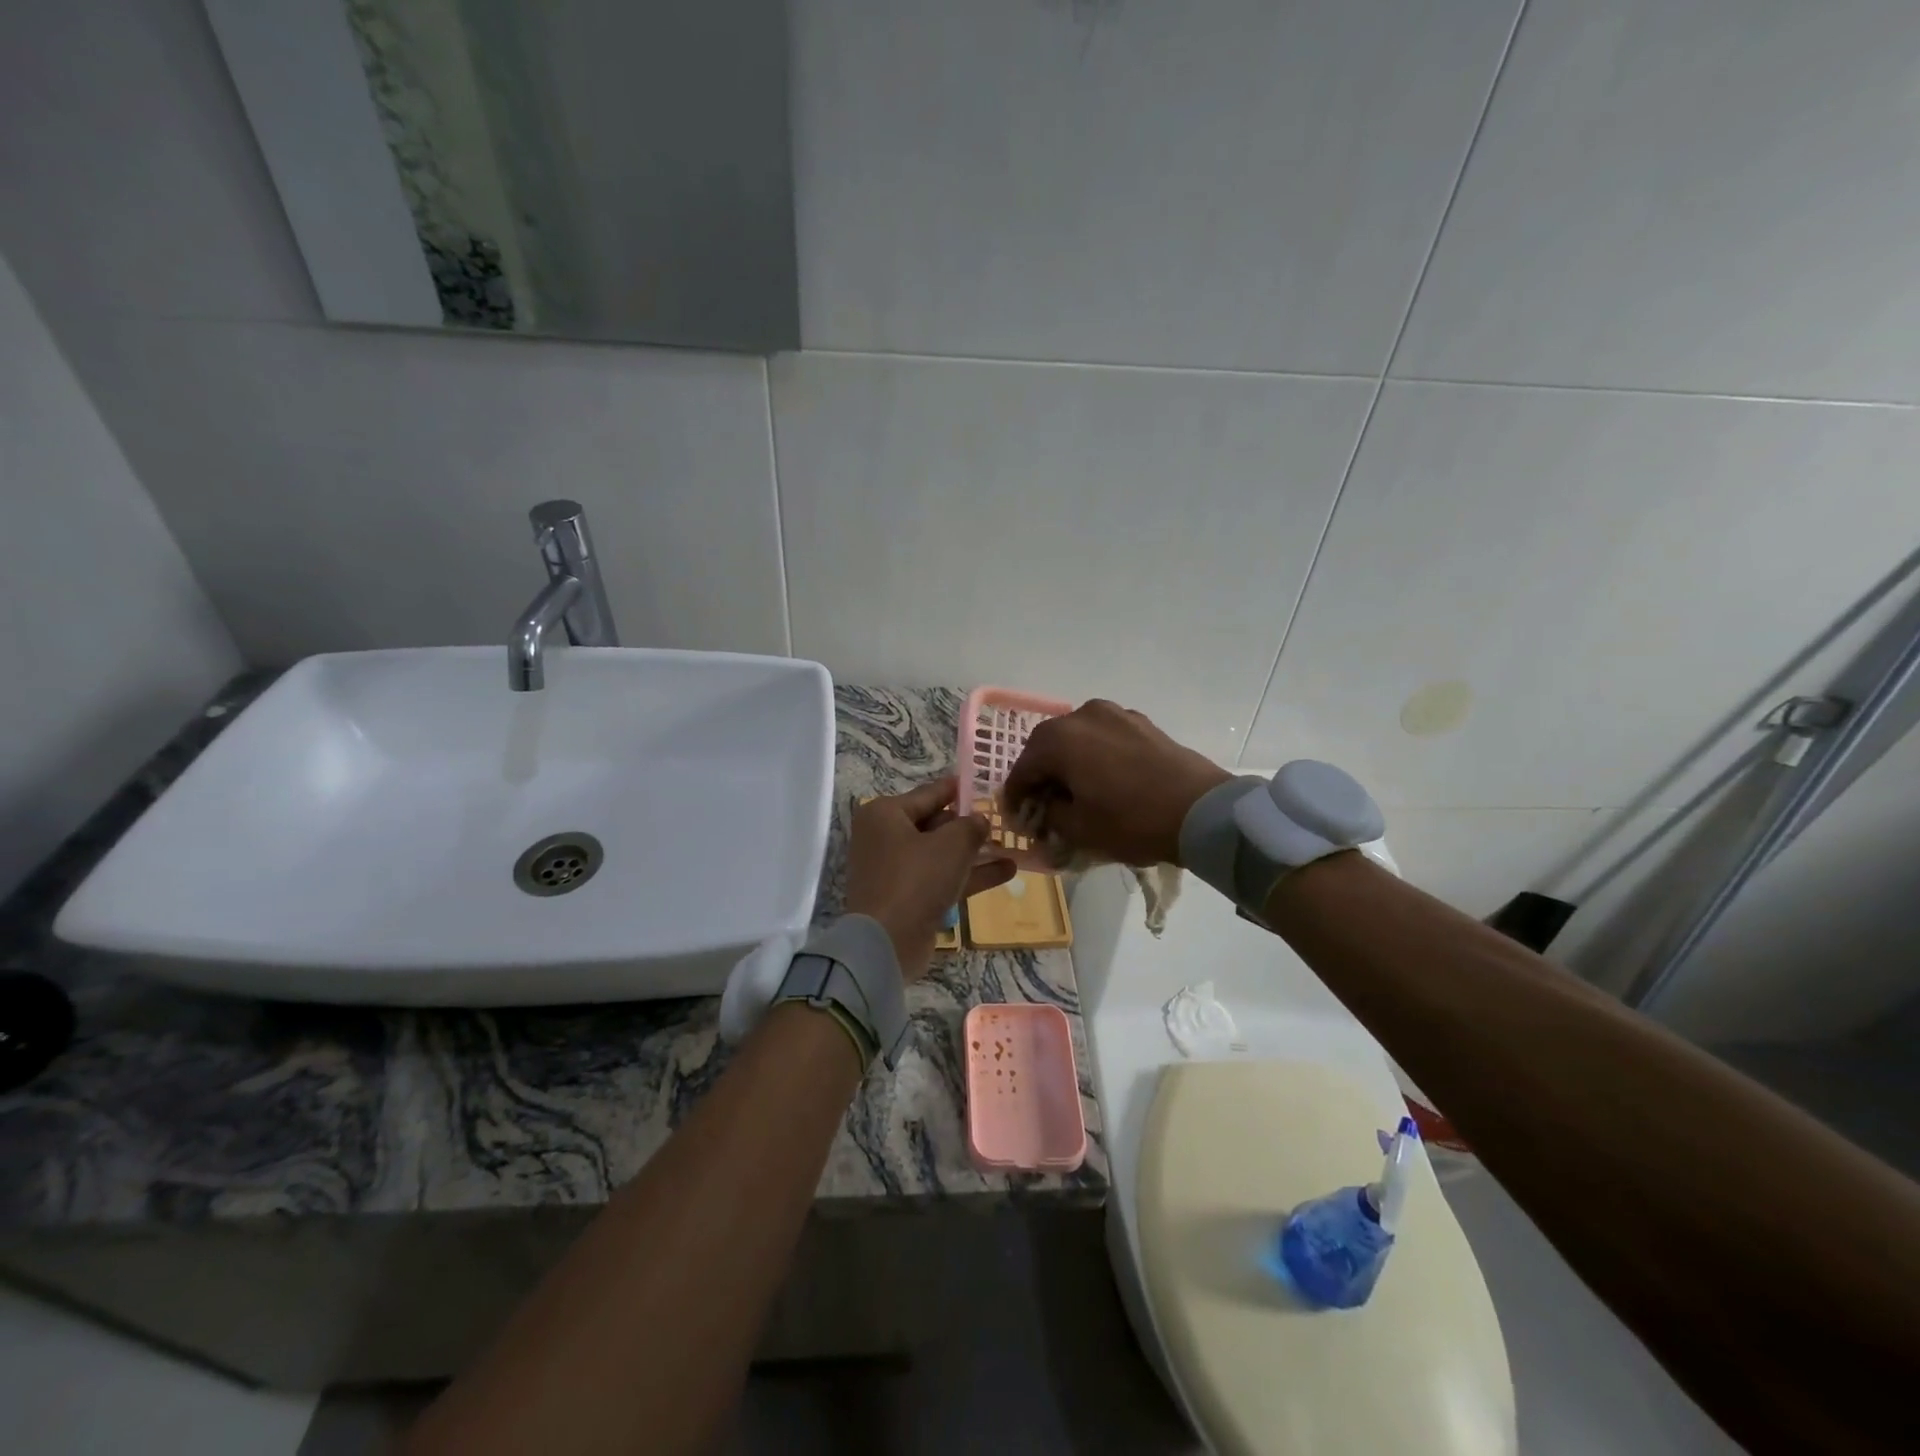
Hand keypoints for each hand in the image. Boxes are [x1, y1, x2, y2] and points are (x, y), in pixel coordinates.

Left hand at [844, 778, 1016, 979]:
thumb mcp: (951, 845)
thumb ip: (971, 826)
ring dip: (975, 852)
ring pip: (941, 854)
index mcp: (886, 814)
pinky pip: (942, 878)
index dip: (960, 789)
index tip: (985, 783)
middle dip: (969, 825)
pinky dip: (970, 875)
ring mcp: (895, 870)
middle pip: (935, 823)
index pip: (930, 793)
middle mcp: (886, 837)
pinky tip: (1007, 871)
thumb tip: (980, 820)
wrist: (886, 943)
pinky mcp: (908, 898)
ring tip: (1011, 845)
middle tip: (1004, 820)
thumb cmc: (916, 879)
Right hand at [1002, 700, 1231, 866]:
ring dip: (1069, 761)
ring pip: (1077, 737)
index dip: (1015, 795)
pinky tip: (1104, 778)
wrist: (1201, 810)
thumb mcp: (1079, 829)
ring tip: (1075, 789)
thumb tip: (1045, 806)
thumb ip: (1050, 814)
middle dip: (1041, 773)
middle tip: (1043, 803)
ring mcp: (1115, 713)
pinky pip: (1104, 736)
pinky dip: (1095, 754)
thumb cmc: (1132, 821)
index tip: (1017, 817)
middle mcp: (1082, 715)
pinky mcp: (1141, 722)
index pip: (1023, 768)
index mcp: (1059, 739)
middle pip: (1047, 745)